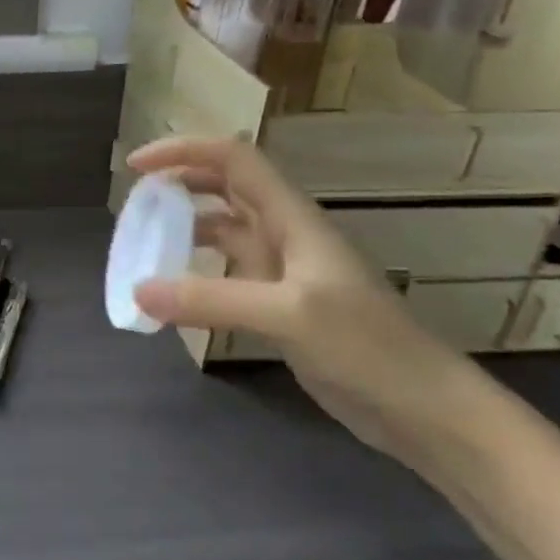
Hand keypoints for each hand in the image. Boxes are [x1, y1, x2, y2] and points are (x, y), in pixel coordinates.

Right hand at [127, 136, 467, 462]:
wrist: (424, 408)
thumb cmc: (366, 347)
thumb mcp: (286, 315)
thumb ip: (210, 300)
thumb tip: (138, 290)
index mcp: (292, 218)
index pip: (233, 159)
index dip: (183, 151)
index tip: (136, 166)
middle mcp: (285, 234)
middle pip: (227, 185)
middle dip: (180, 181)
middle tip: (135, 200)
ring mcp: (284, 270)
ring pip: (225, 229)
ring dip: (186, 224)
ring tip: (146, 239)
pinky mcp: (280, 305)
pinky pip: (228, 272)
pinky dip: (196, 271)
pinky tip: (174, 291)